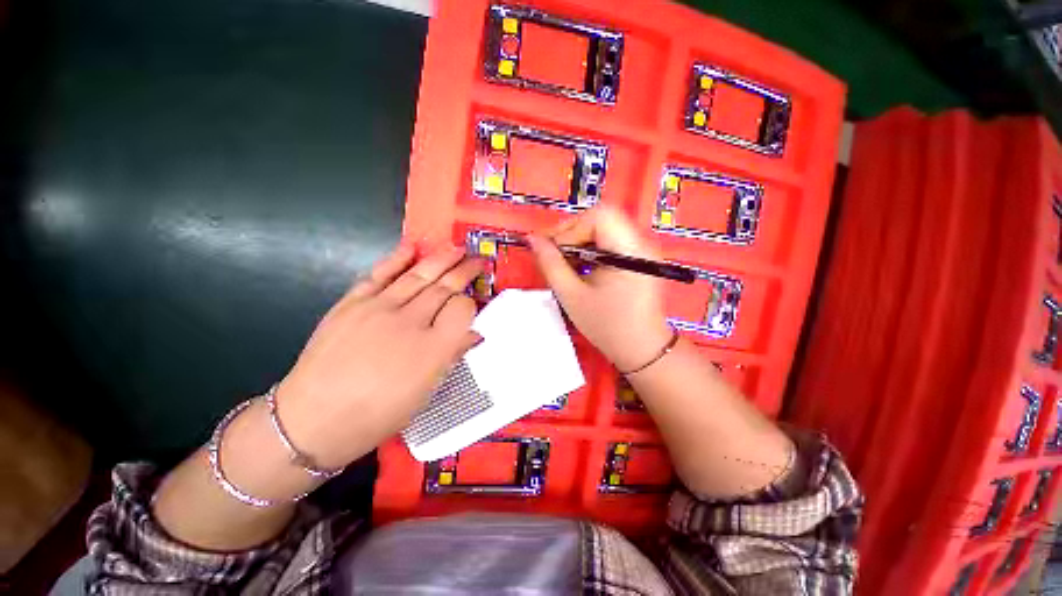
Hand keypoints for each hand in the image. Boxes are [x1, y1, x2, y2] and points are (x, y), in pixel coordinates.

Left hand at [275, 243, 482, 468]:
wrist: (313, 419)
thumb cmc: (378, 414)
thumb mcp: (424, 392)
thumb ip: (451, 356)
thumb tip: (474, 334)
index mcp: (432, 349)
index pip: (462, 309)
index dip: (470, 303)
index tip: (472, 305)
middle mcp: (409, 322)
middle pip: (444, 286)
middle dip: (465, 270)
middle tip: (478, 259)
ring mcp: (378, 308)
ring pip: (418, 275)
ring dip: (441, 259)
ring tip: (456, 249)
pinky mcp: (352, 303)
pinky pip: (379, 274)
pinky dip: (397, 259)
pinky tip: (413, 247)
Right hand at [527, 207, 673, 371]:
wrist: (640, 348)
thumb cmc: (607, 326)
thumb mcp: (572, 296)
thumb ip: (550, 264)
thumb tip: (532, 239)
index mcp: (629, 251)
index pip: (598, 217)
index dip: (570, 228)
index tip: (551, 249)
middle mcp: (640, 243)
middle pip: (600, 219)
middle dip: (571, 233)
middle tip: (553, 254)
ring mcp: (640, 250)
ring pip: (603, 228)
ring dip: (578, 241)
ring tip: (564, 263)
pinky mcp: (636, 257)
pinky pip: (609, 241)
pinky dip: (589, 249)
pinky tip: (579, 267)